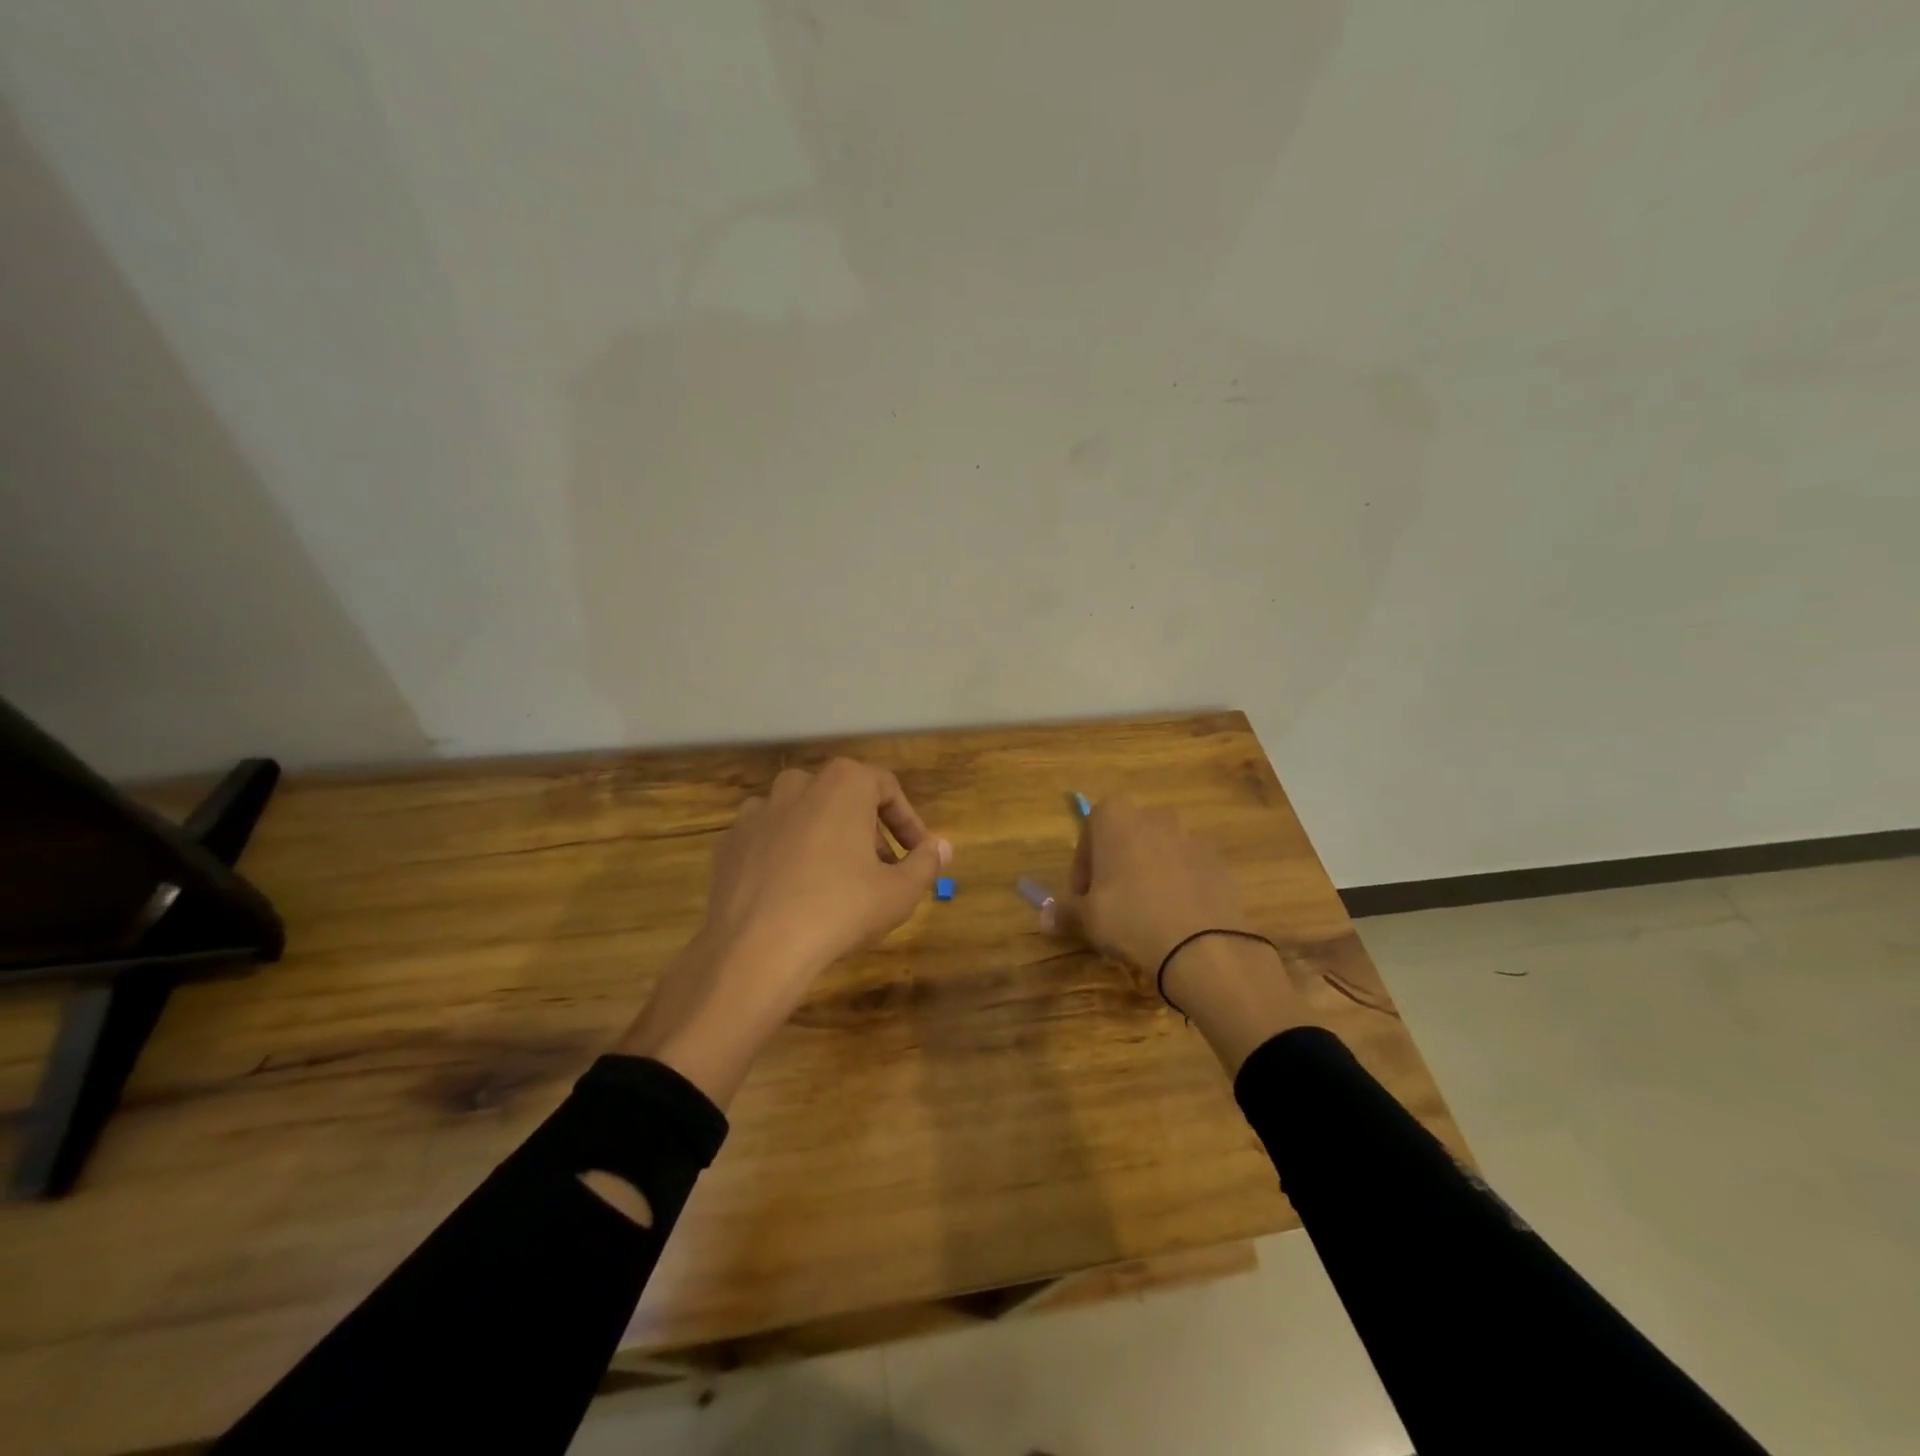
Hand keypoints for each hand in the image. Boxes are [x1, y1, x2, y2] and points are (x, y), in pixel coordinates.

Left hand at [619, 759, 949, 1105]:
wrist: (757, 947)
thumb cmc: (841, 909)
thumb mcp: (900, 892)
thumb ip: (926, 863)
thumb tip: (943, 847)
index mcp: (844, 783)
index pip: (887, 788)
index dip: (908, 822)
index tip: (918, 853)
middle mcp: (799, 784)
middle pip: (844, 799)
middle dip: (867, 831)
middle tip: (882, 871)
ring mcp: (759, 811)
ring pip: (805, 816)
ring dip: (826, 839)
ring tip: (838, 881)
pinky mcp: (731, 841)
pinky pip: (770, 840)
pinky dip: (788, 856)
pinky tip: (796, 892)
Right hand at [1046, 799, 1320, 1073]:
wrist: (1203, 944)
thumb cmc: (1130, 918)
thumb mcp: (1087, 918)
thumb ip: (1064, 911)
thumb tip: (1045, 916)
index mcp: (1116, 817)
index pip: (1089, 832)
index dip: (1083, 866)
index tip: (1083, 897)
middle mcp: (1153, 816)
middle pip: (1125, 838)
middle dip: (1116, 865)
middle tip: (1111, 904)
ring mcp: (1190, 835)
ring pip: (1158, 851)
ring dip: (1148, 873)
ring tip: (1145, 913)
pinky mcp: (1217, 859)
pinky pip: (1188, 867)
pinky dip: (1178, 884)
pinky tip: (1175, 917)